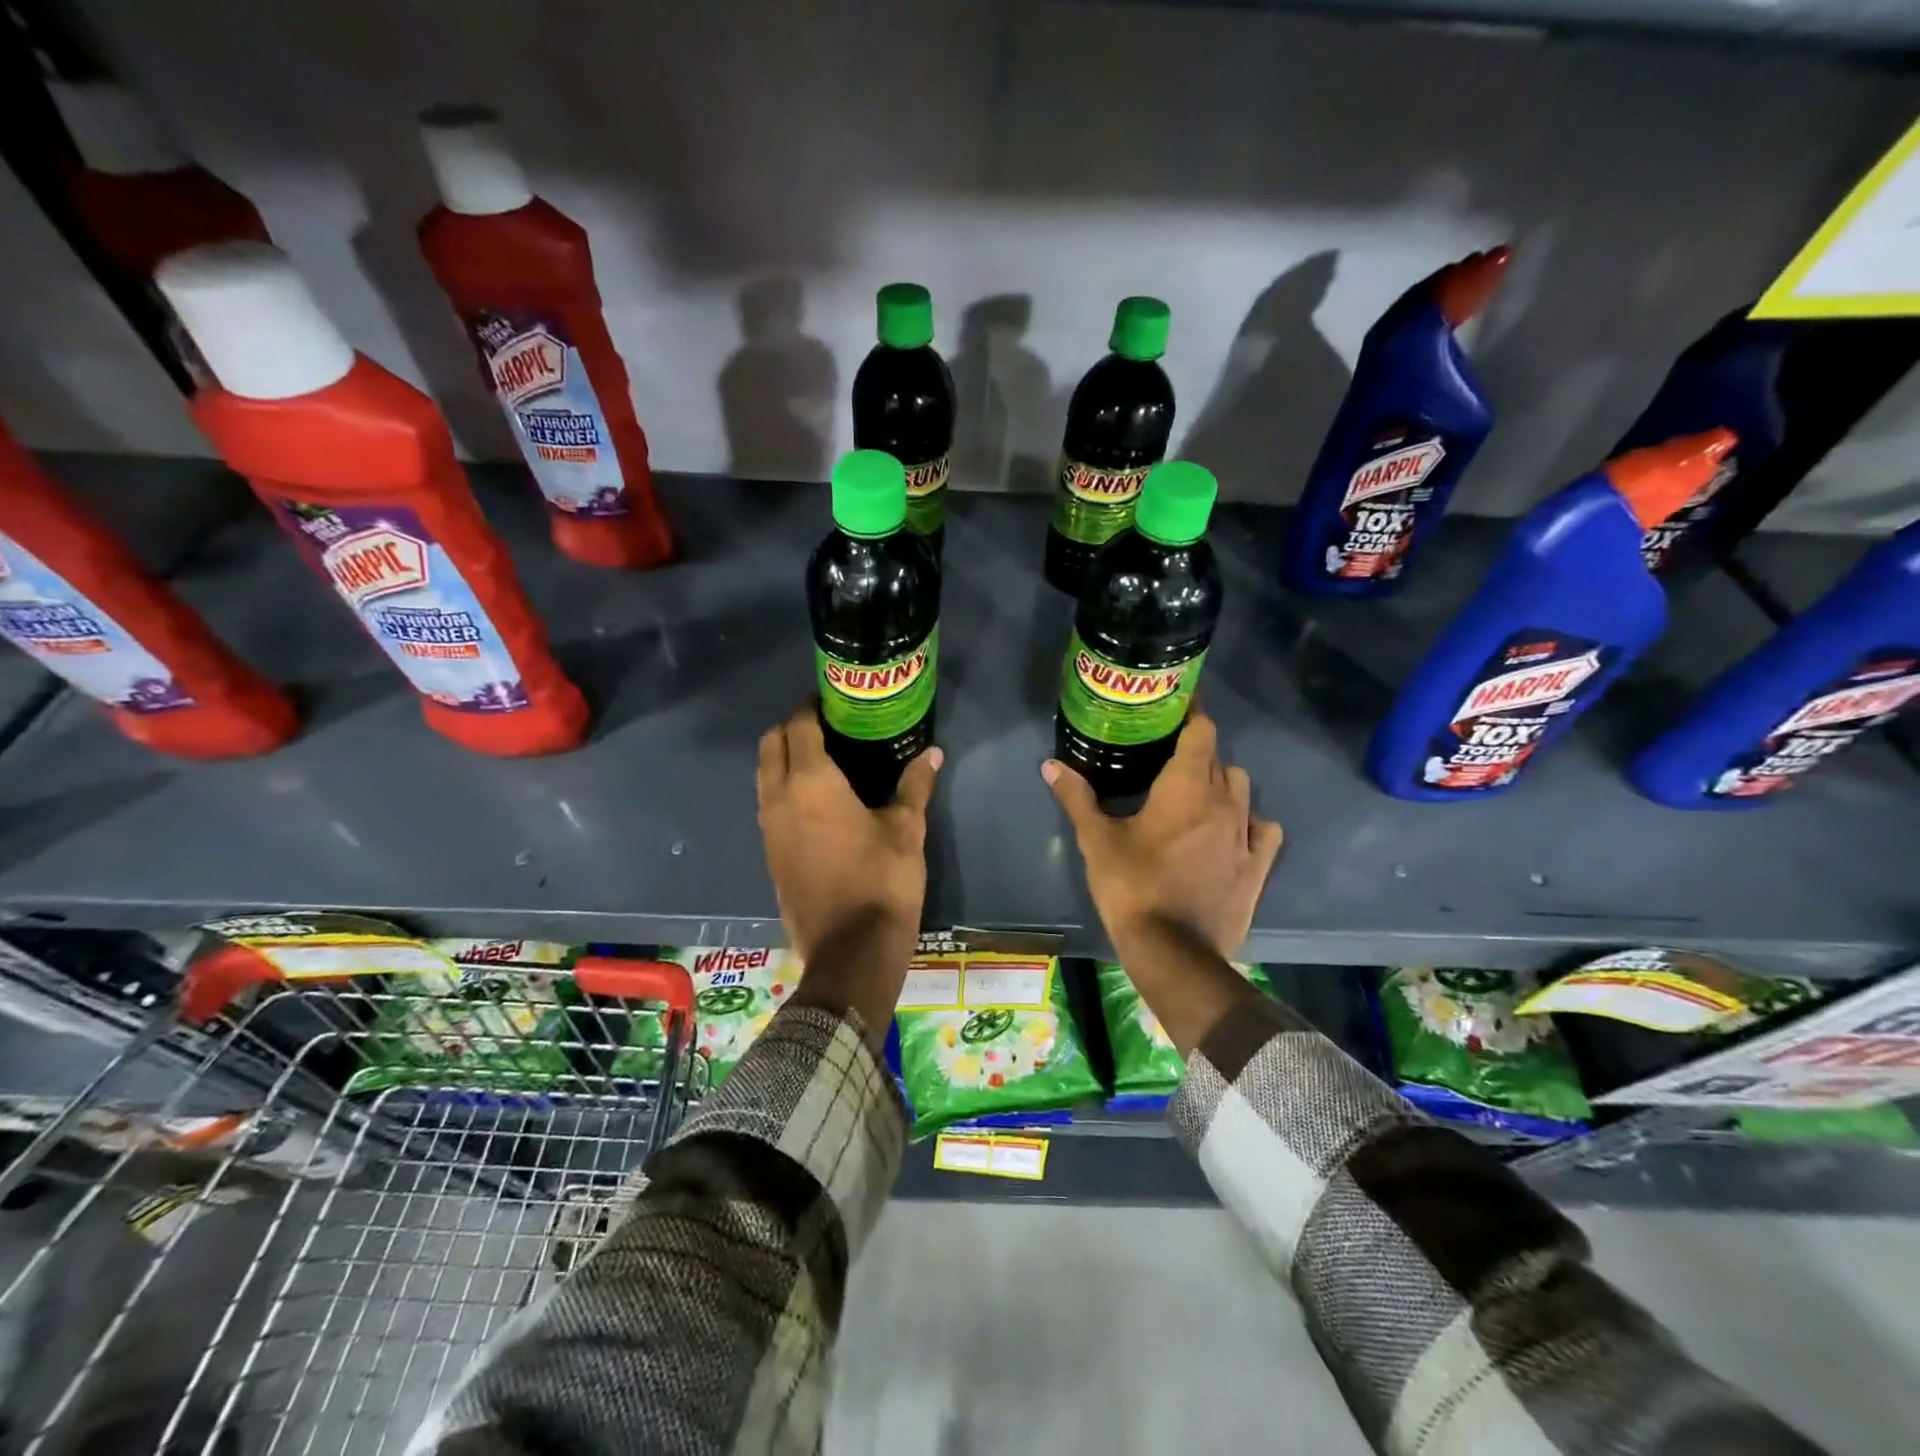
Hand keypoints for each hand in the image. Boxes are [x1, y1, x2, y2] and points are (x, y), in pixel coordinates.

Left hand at [757, 704, 941, 1032]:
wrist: (850, 953)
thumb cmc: (882, 883)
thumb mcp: (907, 831)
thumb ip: (915, 786)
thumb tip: (933, 754)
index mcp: (811, 783)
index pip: (799, 726)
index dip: (812, 707)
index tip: (834, 702)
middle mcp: (779, 799)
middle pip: (771, 745)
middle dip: (793, 729)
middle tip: (829, 729)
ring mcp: (769, 830)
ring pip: (764, 776)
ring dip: (784, 759)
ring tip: (824, 762)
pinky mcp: (770, 855)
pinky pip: (769, 806)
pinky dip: (784, 790)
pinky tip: (817, 804)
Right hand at [1043, 711, 1282, 961]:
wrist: (1173, 951)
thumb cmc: (1132, 886)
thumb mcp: (1097, 841)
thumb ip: (1076, 798)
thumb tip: (1050, 765)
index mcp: (1187, 786)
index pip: (1201, 731)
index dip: (1191, 716)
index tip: (1173, 711)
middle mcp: (1225, 801)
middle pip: (1219, 759)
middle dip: (1197, 754)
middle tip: (1168, 761)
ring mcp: (1247, 834)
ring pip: (1242, 790)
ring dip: (1222, 785)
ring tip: (1197, 798)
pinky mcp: (1258, 866)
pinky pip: (1263, 828)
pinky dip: (1249, 822)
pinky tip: (1230, 832)